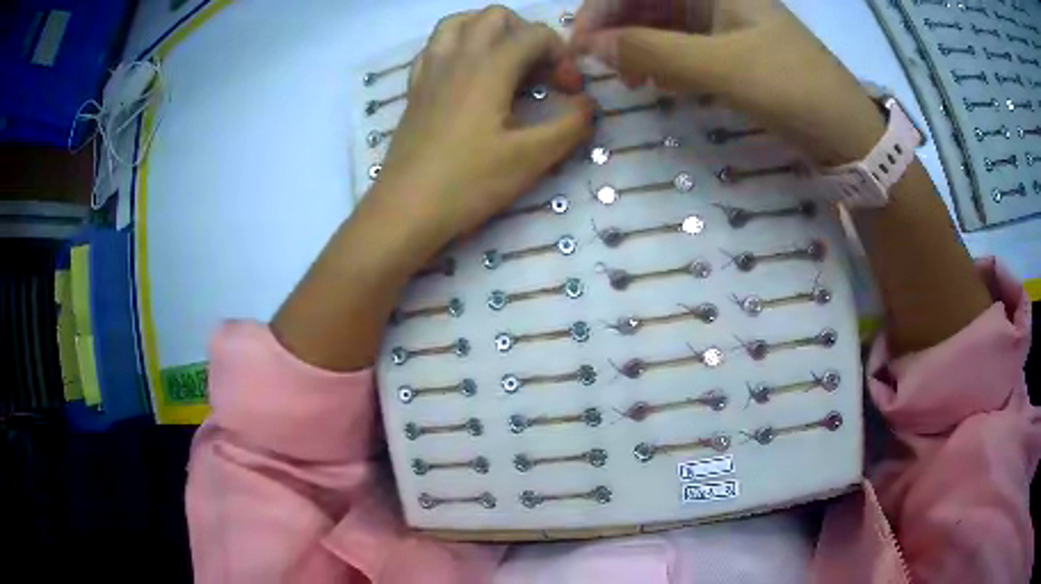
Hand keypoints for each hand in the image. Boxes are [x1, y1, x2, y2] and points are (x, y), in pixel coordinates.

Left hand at [376, 6, 594, 249]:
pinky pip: (434, 46)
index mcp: (489, 67)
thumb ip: (569, 126)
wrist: (406, 209)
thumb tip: (588, 105)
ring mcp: (430, 70)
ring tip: (505, 61)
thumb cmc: (469, 183)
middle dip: (527, 33)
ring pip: (459, 22)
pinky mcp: (415, 88)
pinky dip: (456, 46)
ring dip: (488, 30)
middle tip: (538, 70)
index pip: (536, 34)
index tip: (569, 91)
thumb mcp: (531, 159)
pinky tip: (467, 73)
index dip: (563, 56)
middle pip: (496, 15)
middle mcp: (457, 56)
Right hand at [571, 0, 884, 164]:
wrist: (847, 132)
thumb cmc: (793, 89)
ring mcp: (723, 24)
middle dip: (617, 28)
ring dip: (638, 47)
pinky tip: (657, 81)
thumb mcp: (722, 68)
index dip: (603, 9)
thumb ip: (654, 51)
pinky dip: (662, 61)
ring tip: (629, 80)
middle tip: (600, 66)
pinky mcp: (731, 52)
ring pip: (662, 25)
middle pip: (648, 2)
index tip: (580, 46)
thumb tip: (593, 46)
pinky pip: (682, 47)